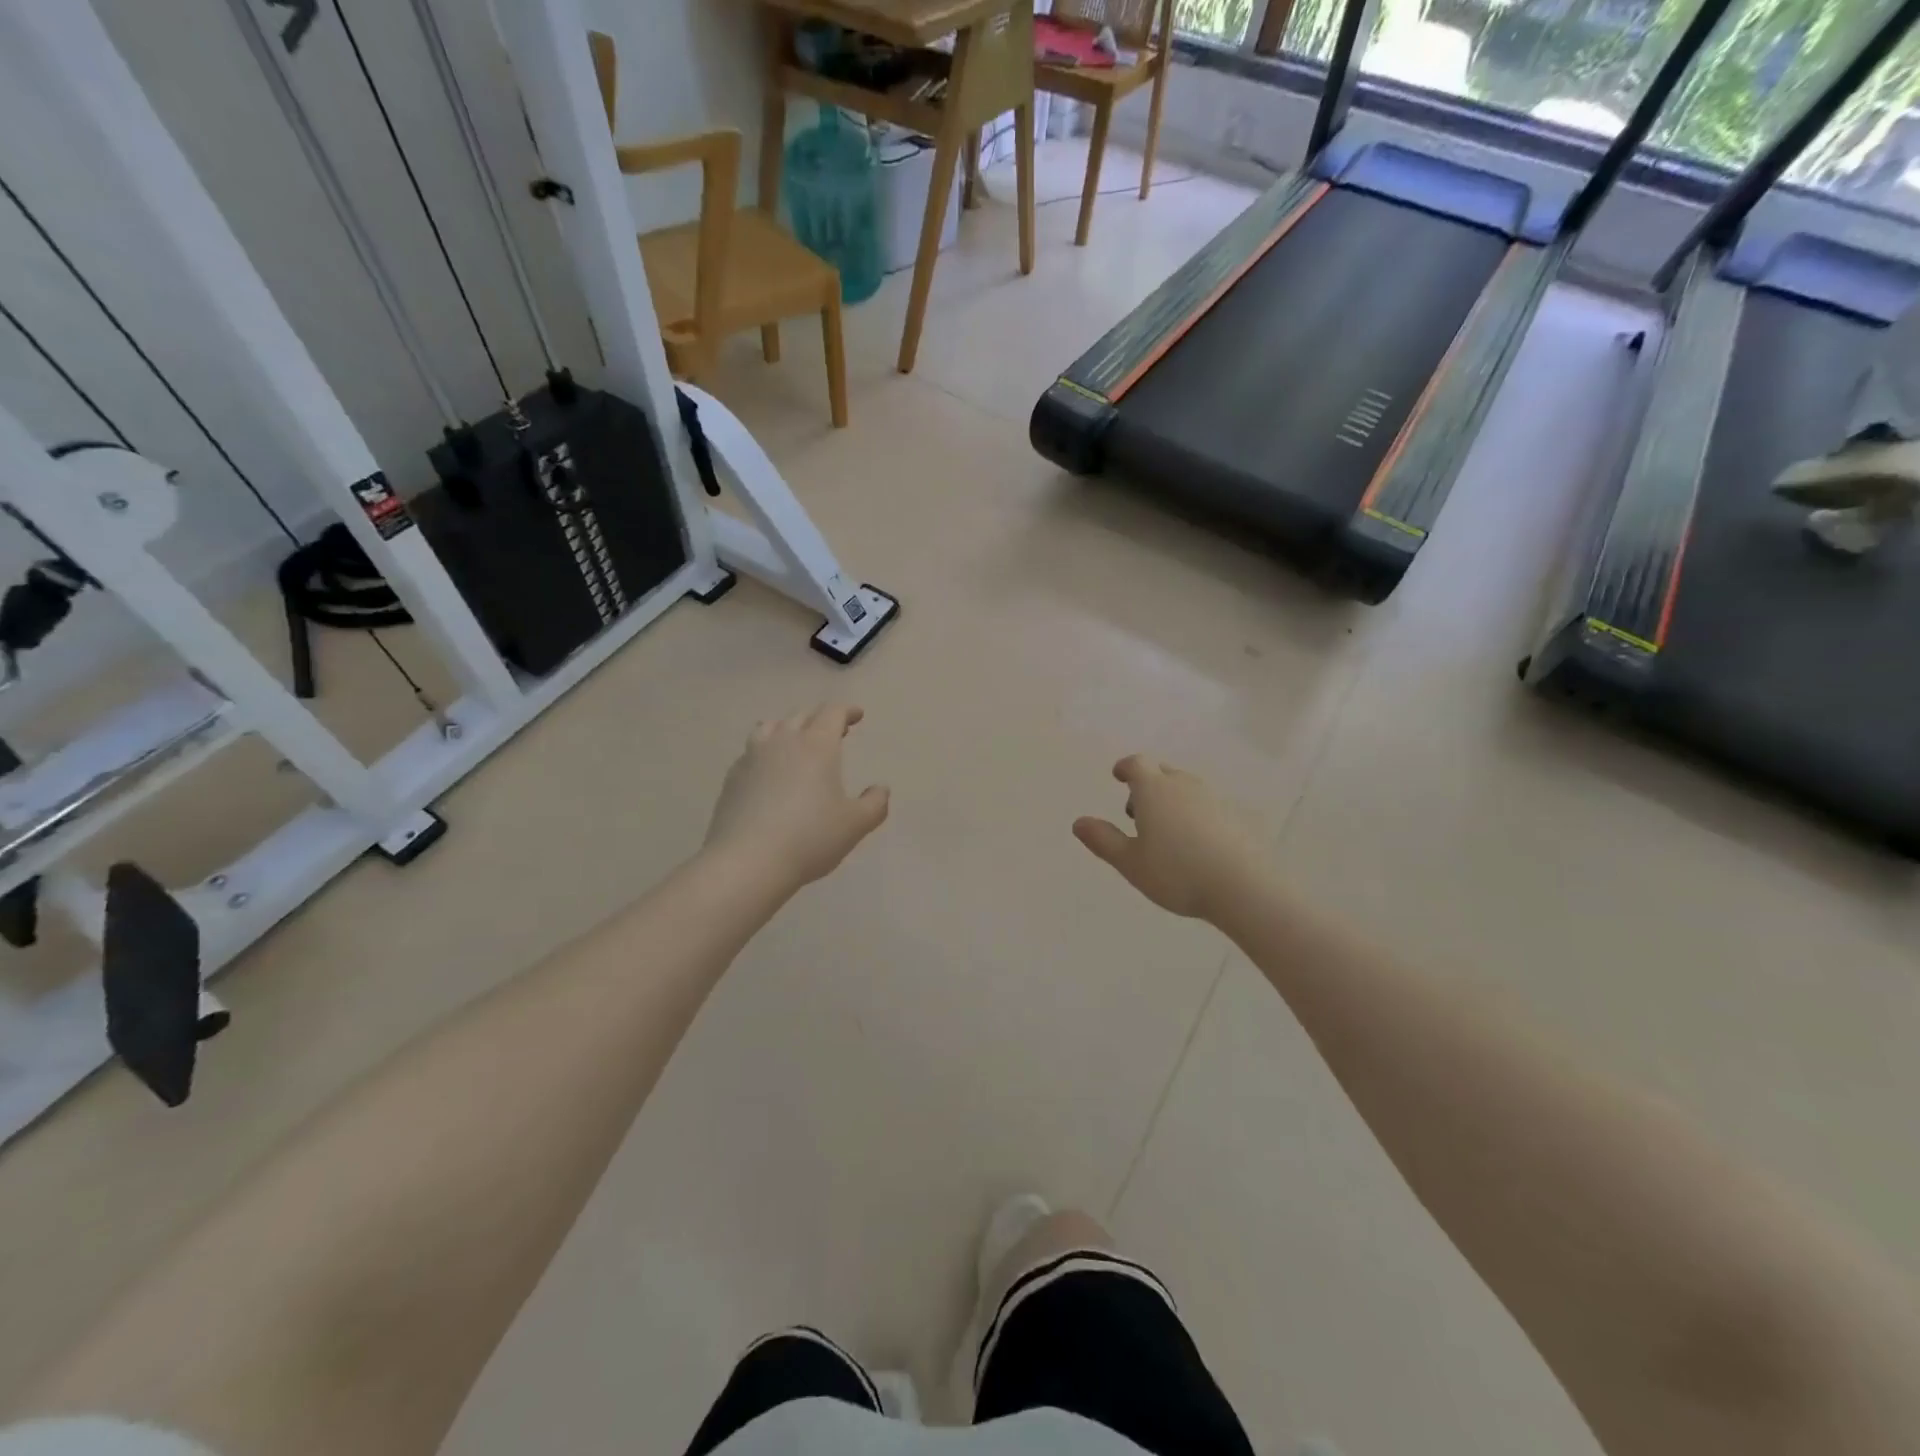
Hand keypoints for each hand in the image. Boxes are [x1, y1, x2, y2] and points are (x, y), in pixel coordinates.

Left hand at [704, 705, 889, 891]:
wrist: (747, 862)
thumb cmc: (809, 838)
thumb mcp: (855, 825)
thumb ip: (874, 804)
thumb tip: (881, 789)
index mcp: (817, 746)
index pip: (832, 713)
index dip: (847, 711)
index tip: (857, 715)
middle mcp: (783, 741)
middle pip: (802, 715)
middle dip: (820, 717)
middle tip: (834, 729)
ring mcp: (752, 757)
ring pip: (771, 727)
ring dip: (788, 728)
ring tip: (796, 741)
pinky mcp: (732, 777)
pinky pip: (751, 751)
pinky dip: (766, 751)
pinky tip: (769, 771)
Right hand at [1073, 756, 1265, 919]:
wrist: (1243, 886)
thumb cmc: (1177, 873)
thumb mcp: (1130, 862)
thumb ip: (1103, 840)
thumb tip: (1078, 822)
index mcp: (1154, 790)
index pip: (1137, 764)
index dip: (1125, 768)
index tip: (1119, 776)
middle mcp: (1184, 786)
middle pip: (1162, 773)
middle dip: (1147, 785)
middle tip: (1137, 813)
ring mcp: (1214, 799)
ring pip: (1186, 788)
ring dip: (1171, 800)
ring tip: (1165, 832)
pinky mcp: (1235, 816)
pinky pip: (1207, 806)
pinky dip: (1194, 815)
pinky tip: (1195, 844)